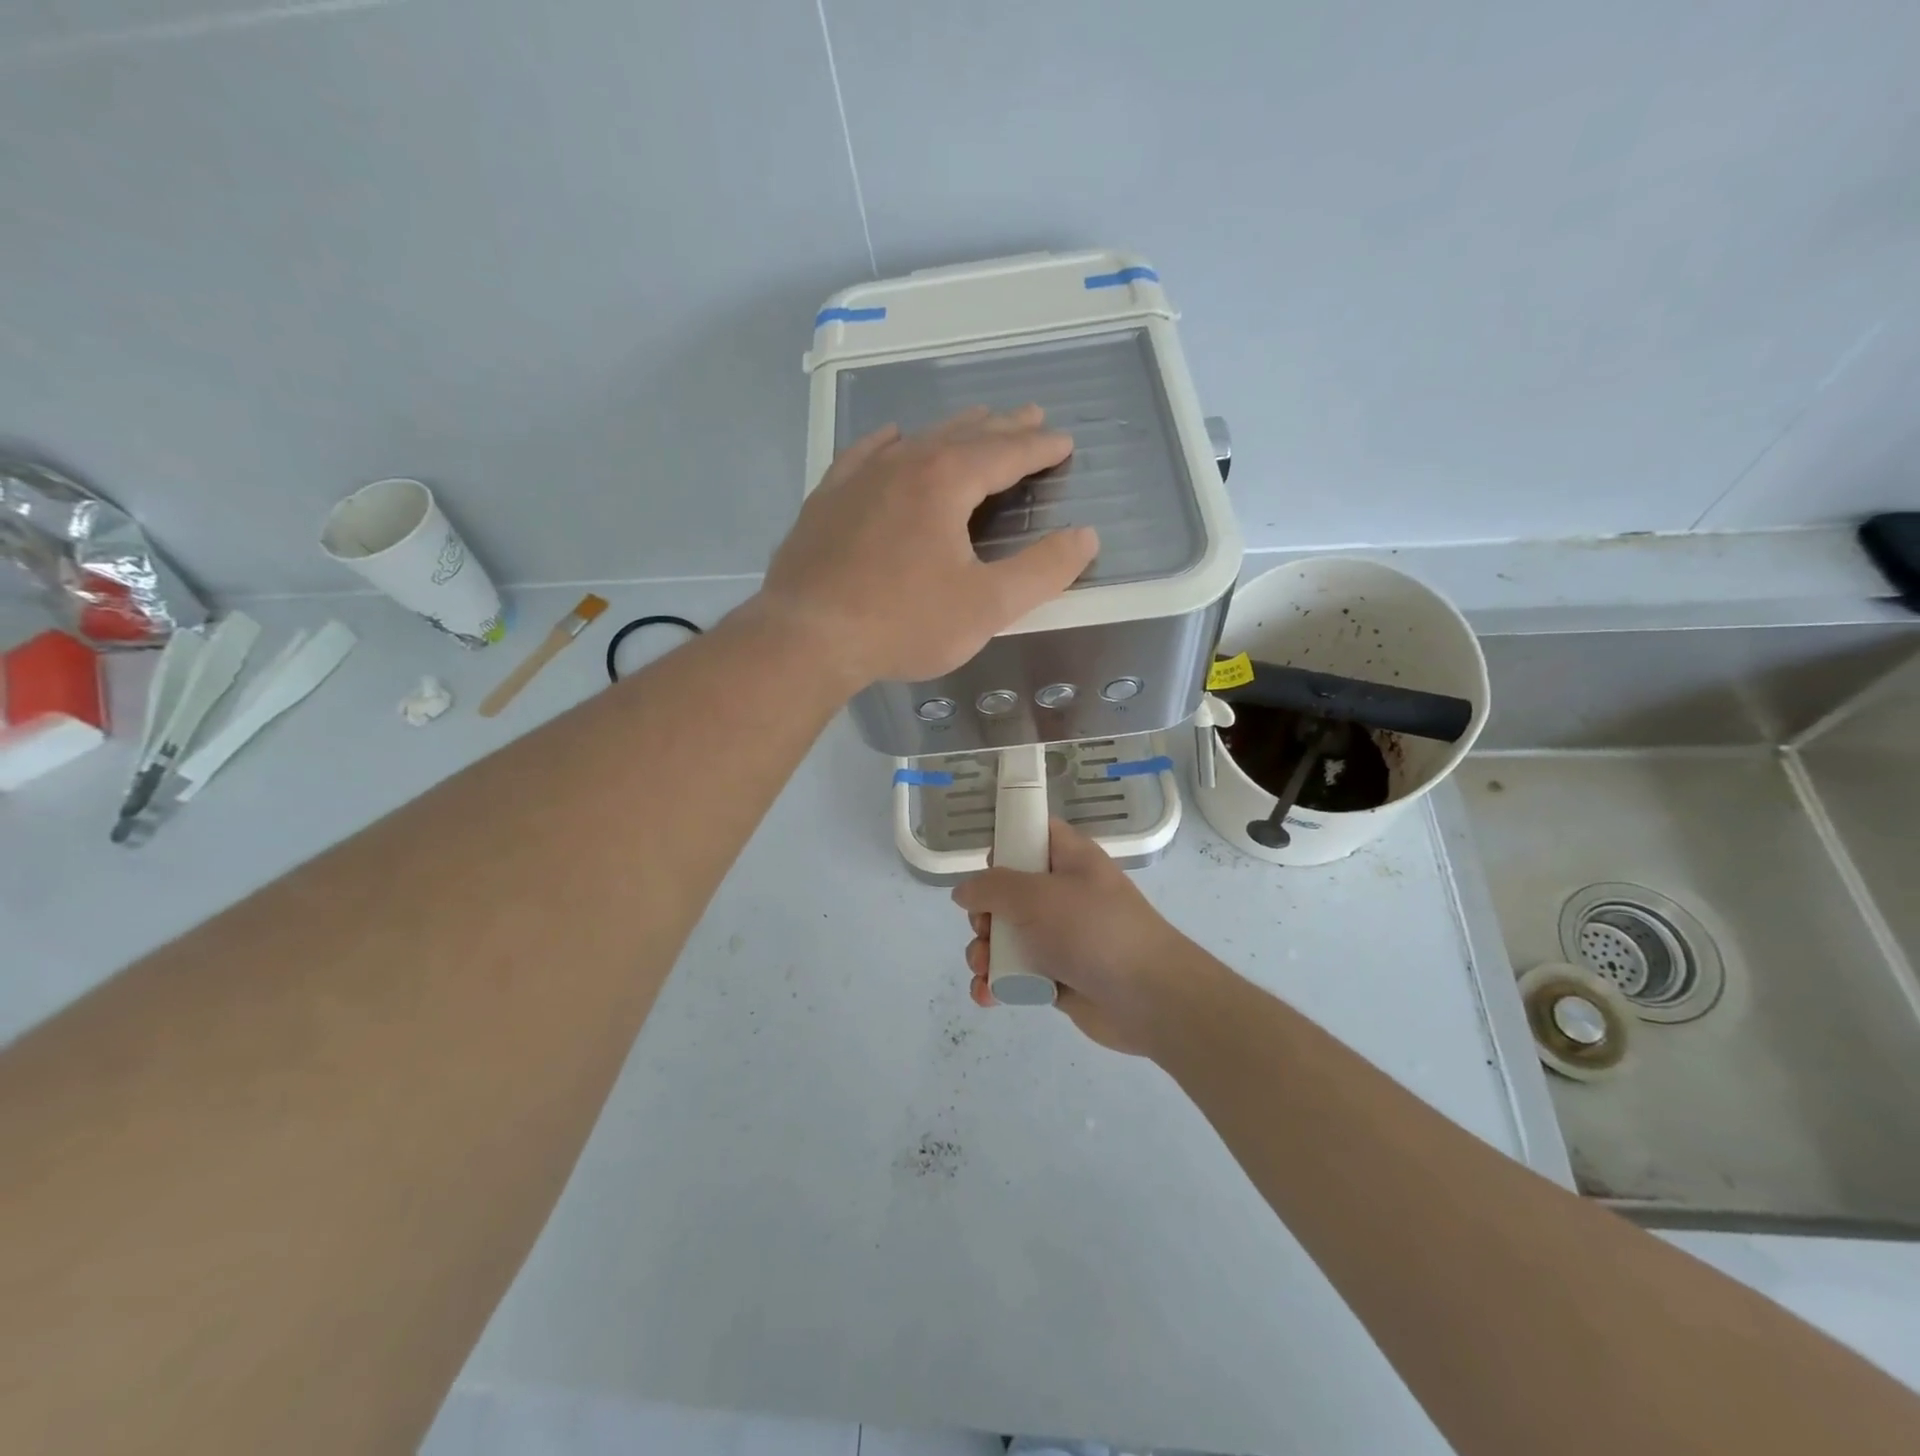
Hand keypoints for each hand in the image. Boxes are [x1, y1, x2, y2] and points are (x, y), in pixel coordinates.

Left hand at [756, 406, 1098, 688]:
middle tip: (1029, 416)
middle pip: (964, 435)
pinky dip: (889, 443)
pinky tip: (892, 438)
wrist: (807, 637)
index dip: (1040, 447)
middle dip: (1002, 427)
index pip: (1006, 453)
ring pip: (917, 439)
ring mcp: (859, 477)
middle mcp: (903, 463)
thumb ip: (1042, 571)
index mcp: (946, 481)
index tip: (1063, 441)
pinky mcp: (827, 499)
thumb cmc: (904, 623)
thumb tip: (1086, 537)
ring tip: (975, 422)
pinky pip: (865, 454)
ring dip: (952, 430)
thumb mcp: (987, 606)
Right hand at [952, 819, 1196, 1054]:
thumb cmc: (1093, 931)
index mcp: (1070, 859)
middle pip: (1008, 892)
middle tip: (983, 928)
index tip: (985, 866)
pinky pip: (1017, 973)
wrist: (1148, 998)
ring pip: (1007, 936)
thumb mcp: (1036, 896)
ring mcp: (1061, 937)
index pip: (1034, 834)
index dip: (1006, 843)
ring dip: (985, 953)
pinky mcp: (1057, 976)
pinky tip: (988, 995)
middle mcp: (1064, 894)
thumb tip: (964, 891)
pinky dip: (999, 983)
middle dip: (983, 913)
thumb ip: (992, 888)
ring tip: (984, 968)